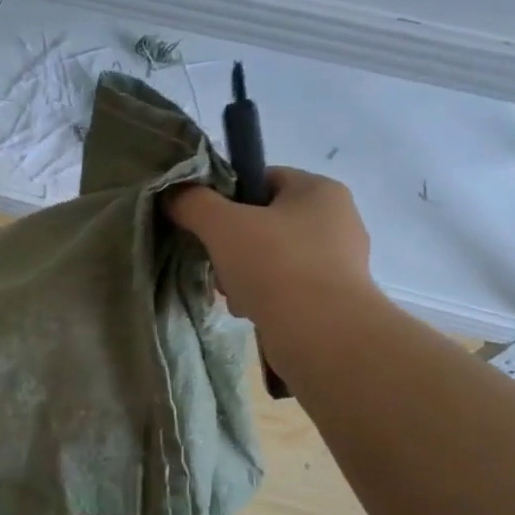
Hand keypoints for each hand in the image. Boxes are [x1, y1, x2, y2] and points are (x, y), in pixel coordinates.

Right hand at [167, 168, 374, 325]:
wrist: (323, 336)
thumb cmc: (276, 266)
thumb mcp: (222, 226)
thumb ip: (194, 202)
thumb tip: (174, 194)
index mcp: (319, 190)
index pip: (262, 178)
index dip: (227, 198)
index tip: (206, 224)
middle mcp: (338, 219)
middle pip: (265, 221)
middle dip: (232, 243)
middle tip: (216, 263)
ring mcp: (340, 261)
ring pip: (273, 256)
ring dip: (244, 273)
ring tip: (232, 293)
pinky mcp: (336, 297)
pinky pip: (288, 286)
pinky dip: (264, 295)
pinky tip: (251, 310)